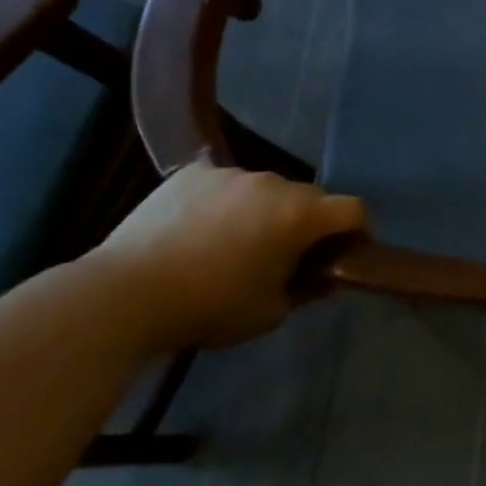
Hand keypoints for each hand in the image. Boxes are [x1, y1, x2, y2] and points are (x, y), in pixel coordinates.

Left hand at [85, 160, 365, 350]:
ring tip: (235, 242)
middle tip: (289, 254)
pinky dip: (224, 201)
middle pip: (309, 197)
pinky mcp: (192, 173)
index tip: (349, 251)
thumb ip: (304, 290)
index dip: (359, 230)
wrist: (126, 293)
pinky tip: (201, 227)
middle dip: (308, 223)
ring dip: (265, 210)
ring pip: (265, 189)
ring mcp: (230, 173)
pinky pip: (223, 183)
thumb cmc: (210, 306)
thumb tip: (319, 278)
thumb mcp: (270, 312)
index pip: (352, 209)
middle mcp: (273, 183)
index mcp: (299, 215)